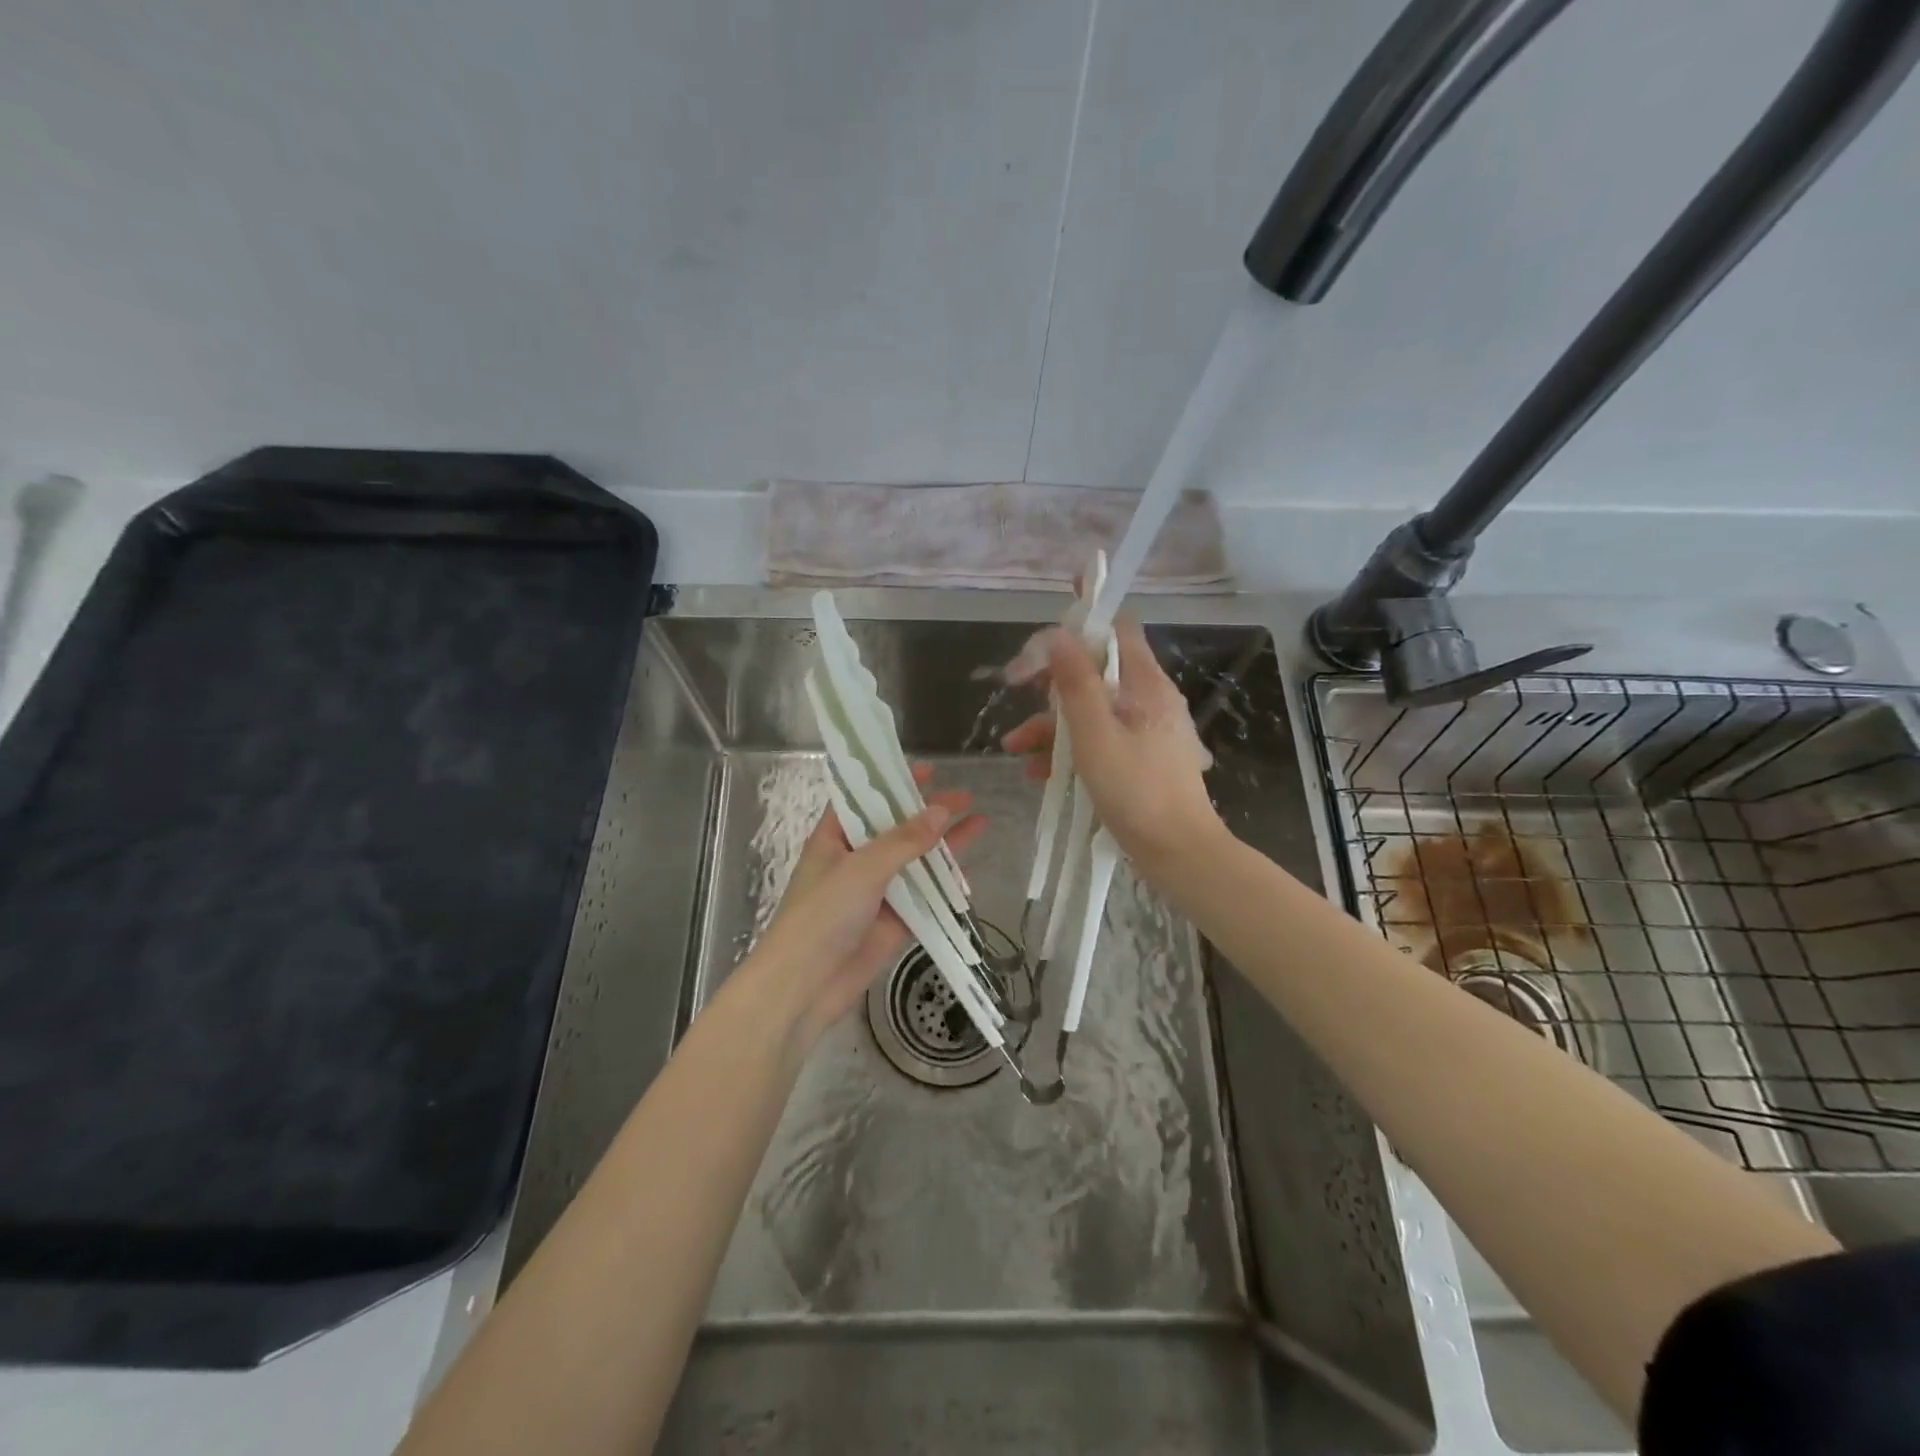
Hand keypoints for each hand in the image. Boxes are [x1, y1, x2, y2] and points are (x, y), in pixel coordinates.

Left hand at [747, 764, 983, 1044]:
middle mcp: (855, 860)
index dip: (892, 782)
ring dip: (943, 846)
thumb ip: (904, 841)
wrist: (806, 986)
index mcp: (834, 838)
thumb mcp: (862, 868)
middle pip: (896, 829)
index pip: (864, 799)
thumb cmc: (823, 914)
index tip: (926, 770)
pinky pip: (923, 898)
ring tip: (980, 822)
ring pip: (915, 862)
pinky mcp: (892, 922)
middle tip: (965, 796)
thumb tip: (941, 811)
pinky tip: (970, 873)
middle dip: (928, 812)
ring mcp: (875, 892)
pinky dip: (944, 886)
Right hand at [1002, 618, 1220, 866]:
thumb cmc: (1136, 790)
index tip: (1044, 636)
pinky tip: (1037, 770)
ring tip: (1013, 748)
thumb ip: (1075, 684)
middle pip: (1096, 671)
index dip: (1082, 622)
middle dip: (1052, 682)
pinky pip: (1098, 740)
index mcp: (1146, 684)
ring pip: (1091, 710)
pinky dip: (1068, 749)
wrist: (1178, 853)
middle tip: (1016, 690)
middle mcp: (1148, 700)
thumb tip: (1058, 634)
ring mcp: (1145, 731)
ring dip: (1050, 723)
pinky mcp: (1138, 759)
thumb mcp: (1095, 735)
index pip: (1118, 629)